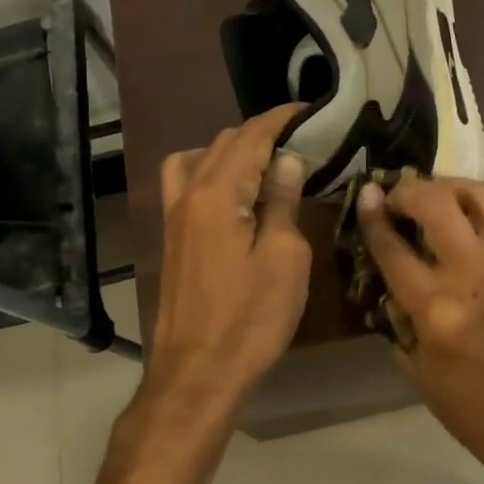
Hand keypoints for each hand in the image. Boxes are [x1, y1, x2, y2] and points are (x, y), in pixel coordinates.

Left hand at [148, 106, 310, 409]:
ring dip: (234, 150)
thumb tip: (287, 160)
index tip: (311, 110)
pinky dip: (210, 170)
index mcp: (217, 194)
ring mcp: (174, 215)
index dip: (281, 119)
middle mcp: (188, 194)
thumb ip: (282, 202)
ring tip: (268, 163)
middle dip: (262, 132)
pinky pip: (185, 182)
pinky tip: (233, 191)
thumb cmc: (250, 318)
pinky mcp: (172, 236)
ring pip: (200, 158)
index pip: (251, 137)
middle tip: (303, 141)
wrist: (197, 373)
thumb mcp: (284, 259)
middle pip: (223, 142)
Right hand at [357, 176, 483, 483]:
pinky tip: (455, 212)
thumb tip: (386, 277)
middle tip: (392, 195)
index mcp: (437, 310)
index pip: (394, 248)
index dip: (373, 217)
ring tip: (427, 195)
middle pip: (435, 203)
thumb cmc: (472, 409)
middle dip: (407, 189)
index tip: (364, 196)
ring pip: (477, 194)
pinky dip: (472, 200)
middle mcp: (471, 274)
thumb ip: (398, 316)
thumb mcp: (417, 370)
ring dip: (445, 185)